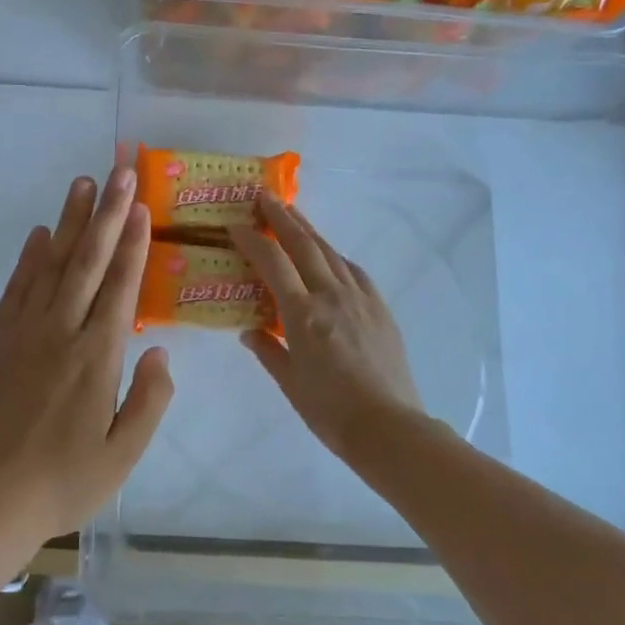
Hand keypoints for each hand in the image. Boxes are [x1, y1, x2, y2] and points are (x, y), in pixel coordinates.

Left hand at [0, 166, 173, 552]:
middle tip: (117, 170)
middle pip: (87, 262)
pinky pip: (16, 290)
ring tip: (81, 185)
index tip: (140, 204)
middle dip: (105, 213)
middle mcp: (61, 333)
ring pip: (50, 266)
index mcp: (97, 358)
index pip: (120, 286)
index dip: (132, 242)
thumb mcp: (123, 455)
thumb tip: (159, 352)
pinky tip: (39, 236)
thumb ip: (149, 400)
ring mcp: (23, 334)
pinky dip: (29, 259)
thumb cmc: (64, 482)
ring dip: (68, 223)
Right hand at [229, 193, 424, 468]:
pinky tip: (330, 257)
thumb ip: (267, 349)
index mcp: (303, 314)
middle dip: (282, 217)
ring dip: (309, 231)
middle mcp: (331, 296)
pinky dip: (335, 257)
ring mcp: (360, 299)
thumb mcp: (289, 382)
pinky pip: (354, 272)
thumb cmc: (329, 410)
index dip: (252, 240)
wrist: (389, 427)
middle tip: (264, 197)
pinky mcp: (379, 309)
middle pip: (304, 245)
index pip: (272, 263)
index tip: (235, 225)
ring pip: (330, 253)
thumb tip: (249, 330)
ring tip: (293, 215)